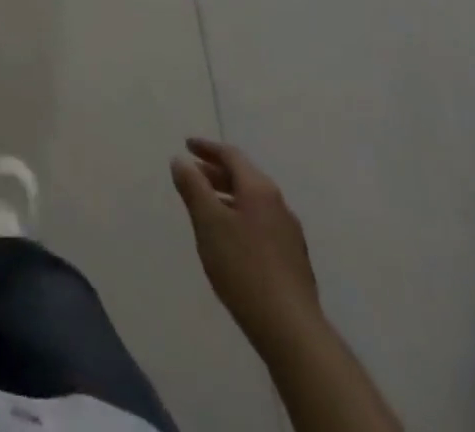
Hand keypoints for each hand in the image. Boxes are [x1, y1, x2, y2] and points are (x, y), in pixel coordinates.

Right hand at [172, 138, 322, 360]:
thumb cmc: (244, 268)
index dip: (207, 147)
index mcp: (260, 190)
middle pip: (244, 177)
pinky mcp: (293, 260)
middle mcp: (279, 205)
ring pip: (253, 202)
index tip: (187, 145)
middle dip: (216, 172)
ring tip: (207, 206)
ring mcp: (289, 234)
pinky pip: (261, 223)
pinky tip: (230, 239)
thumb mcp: (208, 222)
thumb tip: (181, 160)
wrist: (292, 331)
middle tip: (193, 174)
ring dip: (228, 196)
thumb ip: (193, 187)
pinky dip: (240, 216)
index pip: (231, 156)